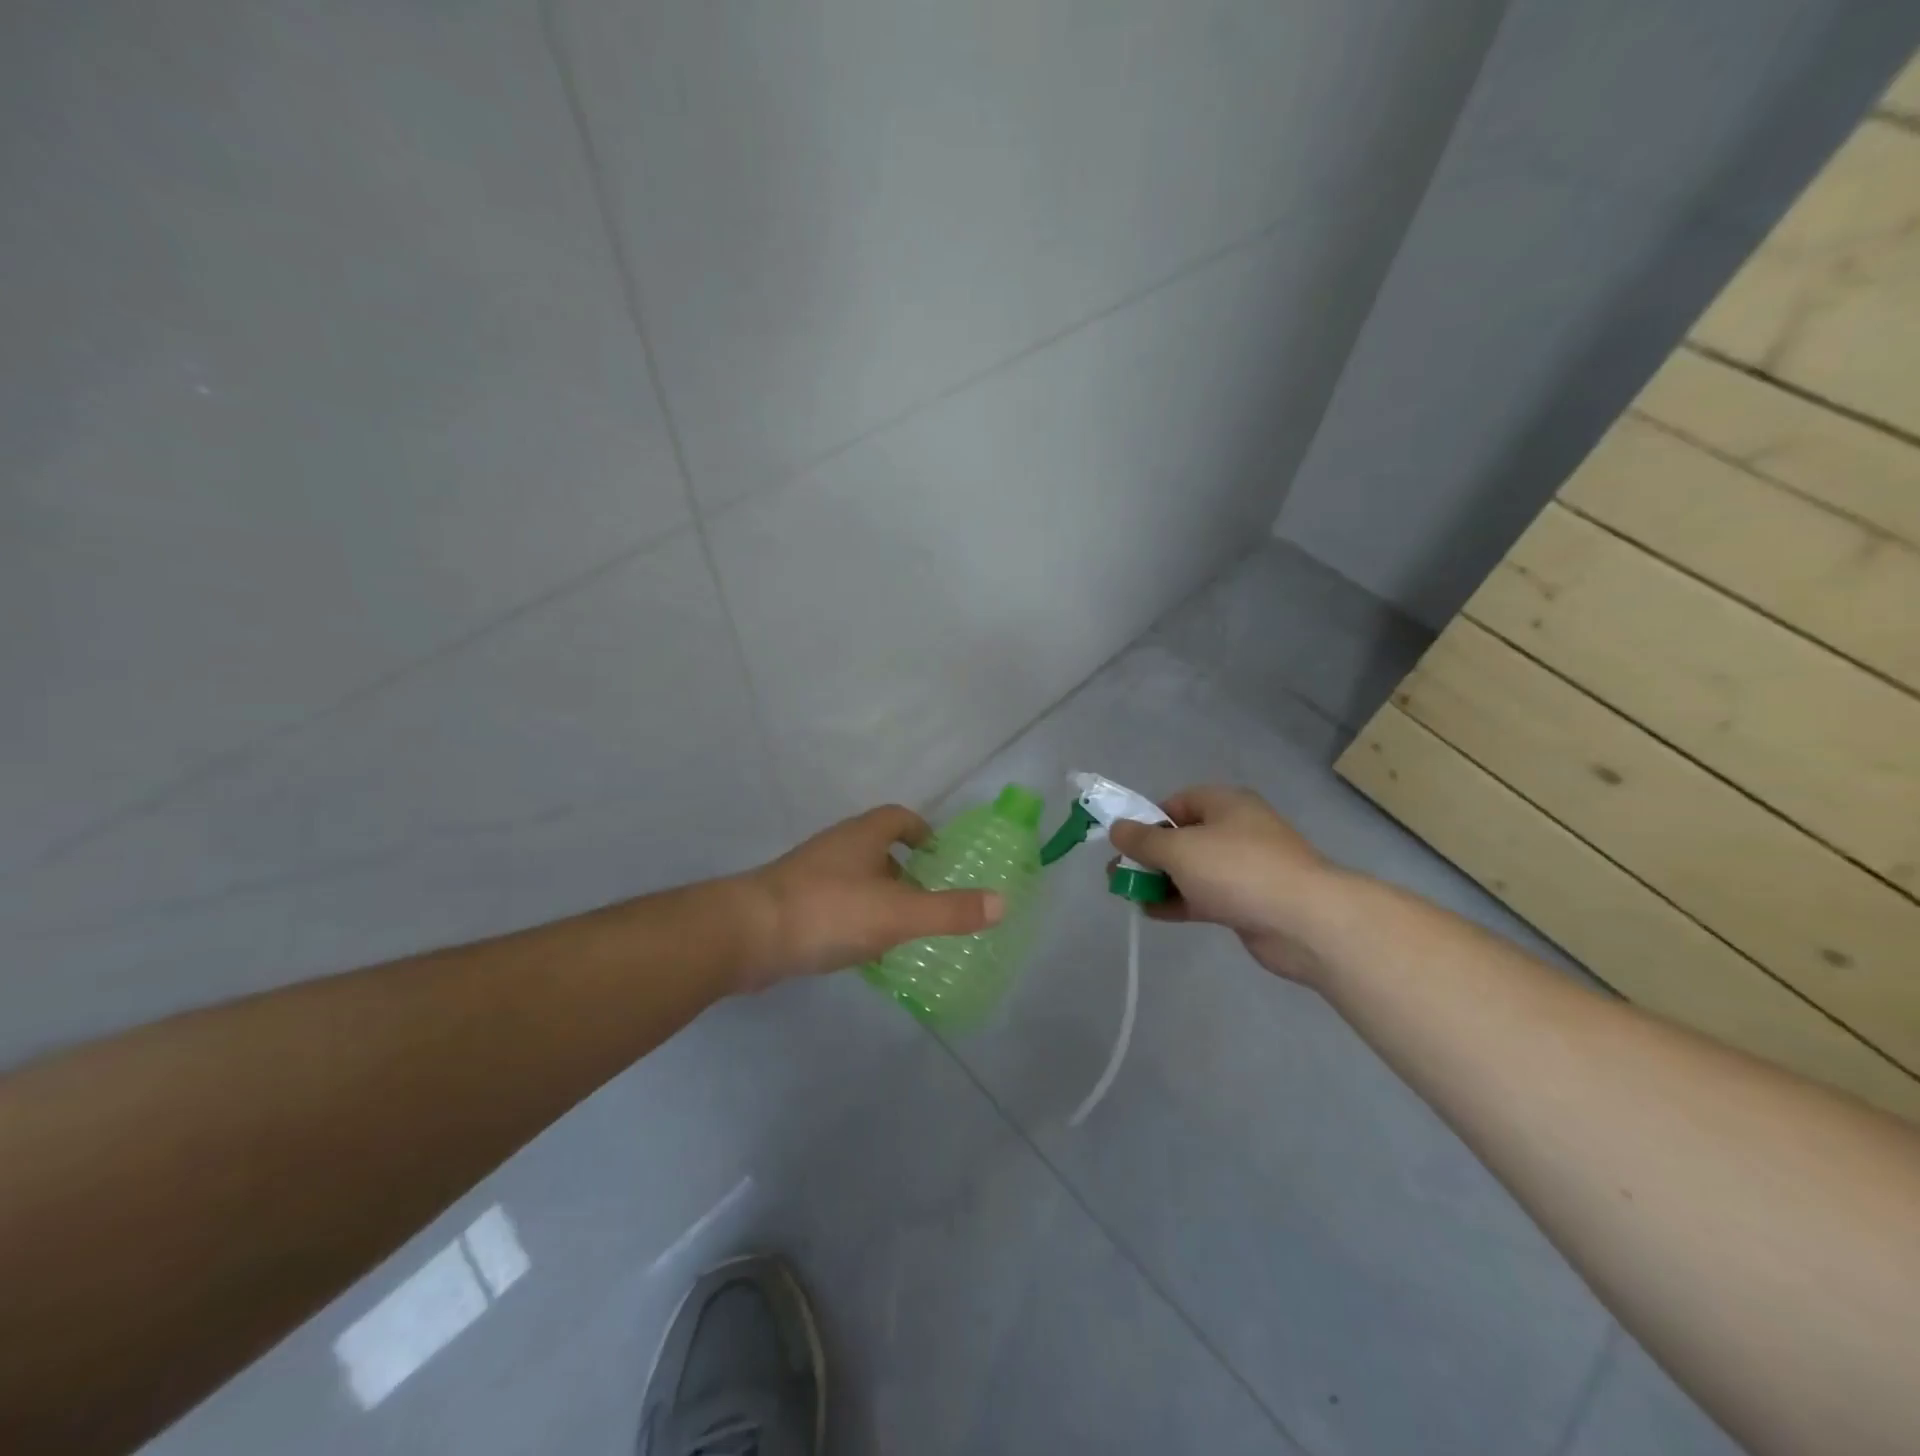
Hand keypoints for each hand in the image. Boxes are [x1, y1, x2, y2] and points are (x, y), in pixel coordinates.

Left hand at [740, 805, 1003, 988]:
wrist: (747, 935)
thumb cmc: (828, 911)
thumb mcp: (898, 913)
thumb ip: (950, 910)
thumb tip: (1002, 903)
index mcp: (863, 836)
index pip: (898, 818)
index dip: (922, 831)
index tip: (939, 857)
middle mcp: (836, 848)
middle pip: (878, 848)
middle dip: (905, 870)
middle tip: (929, 900)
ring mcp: (810, 876)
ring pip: (855, 879)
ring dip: (880, 897)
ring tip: (902, 930)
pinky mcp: (791, 905)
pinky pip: (835, 905)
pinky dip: (855, 920)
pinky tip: (863, 951)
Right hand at [1107, 785, 1347, 986]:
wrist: (1304, 921)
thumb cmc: (1237, 870)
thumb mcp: (1179, 849)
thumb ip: (1143, 840)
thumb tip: (1117, 828)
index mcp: (1225, 804)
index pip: (1177, 803)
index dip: (1148, 819)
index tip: (1126, 842)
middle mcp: (1236, 830)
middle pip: (1182, 837)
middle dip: (1149, 855)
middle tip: (1119, 873)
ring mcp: (1244, 868)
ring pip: (1192, 869)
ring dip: (1160, 880)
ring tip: (1128, 894)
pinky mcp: (1247, 901)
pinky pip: (1204, 896)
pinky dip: (1179, 901)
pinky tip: (1152, 912)